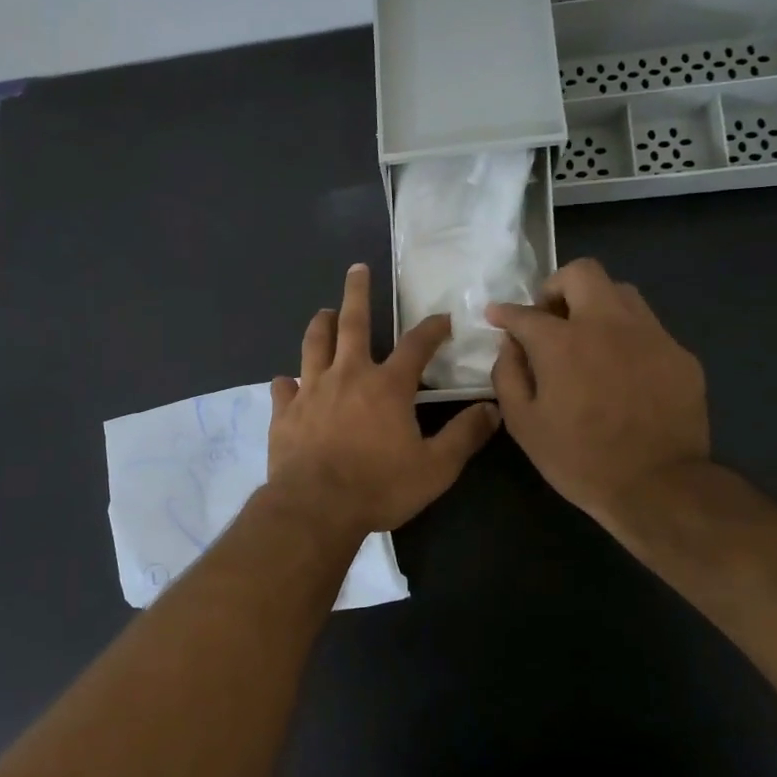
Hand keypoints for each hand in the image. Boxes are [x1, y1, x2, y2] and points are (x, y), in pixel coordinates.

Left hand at [267, 264, 499, 535]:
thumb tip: (492, 409)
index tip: (442, 319)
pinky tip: (288, 382)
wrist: (316, 507)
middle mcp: (347, 376)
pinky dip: (288, 382)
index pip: (416, 345)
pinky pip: (284, 387)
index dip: (432, 329)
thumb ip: (464, 436)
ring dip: (320, 325)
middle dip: (357, 293)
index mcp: (387, 386)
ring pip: (313, 345)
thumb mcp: (435, 468)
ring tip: (324, 312)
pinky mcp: (284, 412)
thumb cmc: (379, 487)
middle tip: (357, 269)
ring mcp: (311, 391)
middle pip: (351, 323)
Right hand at [486, 259, 709, 524]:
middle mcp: (607, 325)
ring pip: (621, 292)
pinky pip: (647, 328)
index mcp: (563, 343)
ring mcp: (650, 336)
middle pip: (582, 273)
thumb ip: (508, 374)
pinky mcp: (680, 355)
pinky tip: (621, 370)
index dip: (505, 312)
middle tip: (549, 318)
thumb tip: (510, 345)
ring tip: (587, 339)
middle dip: (556, 287)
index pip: (525, 311)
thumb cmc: (579, 459)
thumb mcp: (523, 424)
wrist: (659, 487)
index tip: (497, 316)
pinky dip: (625, 337)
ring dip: (595, 305)